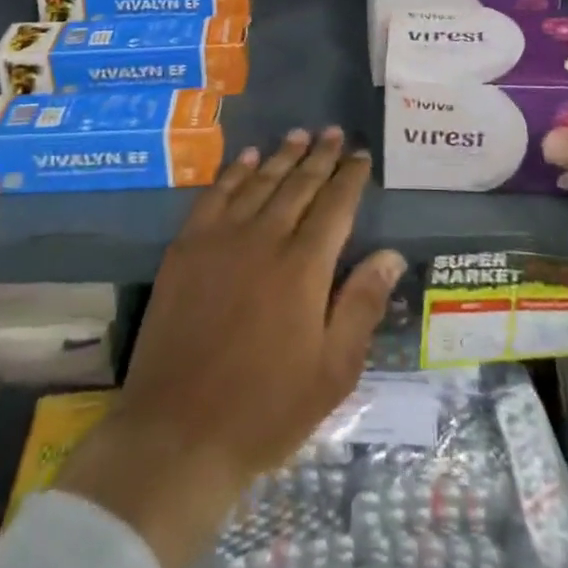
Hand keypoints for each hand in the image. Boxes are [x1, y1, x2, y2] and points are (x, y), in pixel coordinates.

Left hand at [54, 128, 405, 567]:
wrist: (176, 434)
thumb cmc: (266, 410)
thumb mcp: (333, 372)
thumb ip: (362, 305)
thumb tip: (391, 253)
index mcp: (304, 268)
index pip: (335, 206)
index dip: (350, 178)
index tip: (361, 155)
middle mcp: (264, 239)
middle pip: (299, 185)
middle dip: (321, 156)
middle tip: (334, 132)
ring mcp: (221, 240)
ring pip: (260, 183)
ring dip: (282, 156)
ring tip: (300, 134)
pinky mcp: (186, 249)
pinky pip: (215, 195)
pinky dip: (234, 172)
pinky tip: (247, 158)